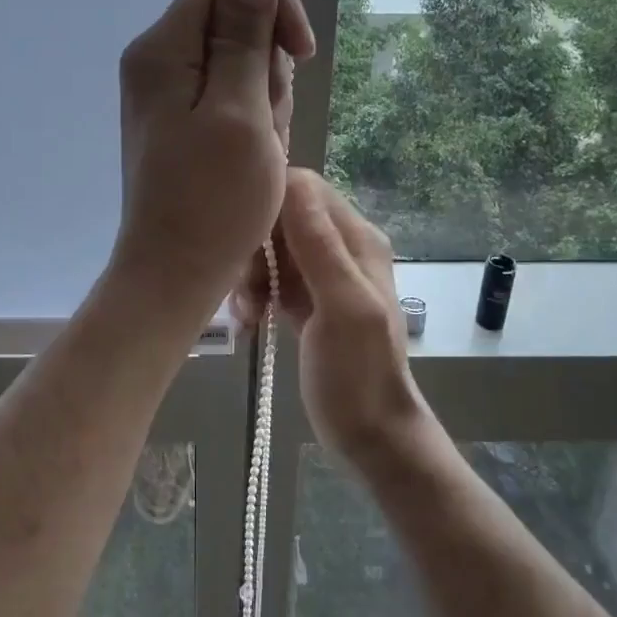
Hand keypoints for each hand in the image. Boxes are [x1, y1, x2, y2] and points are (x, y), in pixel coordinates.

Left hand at [114, 0, 313, 314]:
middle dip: (266, 68)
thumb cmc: (214, 200)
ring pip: (237, 65)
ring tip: (259, 149)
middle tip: (267, 123)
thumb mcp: (242, 111)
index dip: (272, 7)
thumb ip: (246, 35)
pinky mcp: (179, 122)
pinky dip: (251, 122)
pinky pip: (229, 98)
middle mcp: (156, 61)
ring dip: (263, 100)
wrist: (175, 273)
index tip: (300, 54)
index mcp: (162, 49)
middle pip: (232, 24)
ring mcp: (166, 94)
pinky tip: (252, 158)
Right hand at [236, 169, 425, 462]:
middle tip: (247, 286)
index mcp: (357, 239)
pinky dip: (256, 294)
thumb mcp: (342, 307)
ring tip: (248, 312)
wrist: (370, 434)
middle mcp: (341, 248)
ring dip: (252, 275)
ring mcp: (323, 275)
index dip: (270, 205)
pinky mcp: (306, 300)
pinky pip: (273, 279)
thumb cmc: (358, 373)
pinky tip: (250, 321)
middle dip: (257, 246)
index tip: (245, 238)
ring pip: (273, 250)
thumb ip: (320, 245)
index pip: (305, 189)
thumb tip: (293, 181)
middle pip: (283, 218)